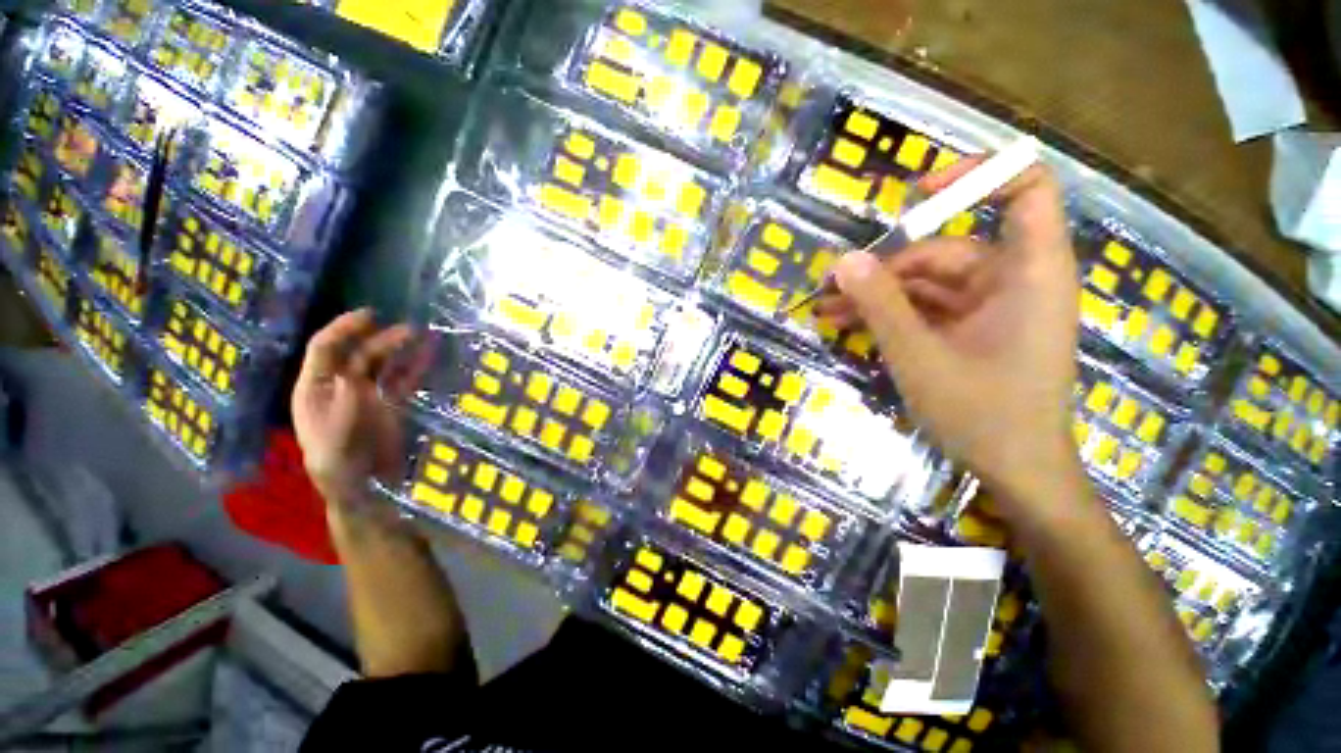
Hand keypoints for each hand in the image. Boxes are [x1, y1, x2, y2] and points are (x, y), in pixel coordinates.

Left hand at [292, 309, 421, 512]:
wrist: (365, 491)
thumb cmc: (339, 470)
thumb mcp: (333, 444)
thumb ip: (341, 410)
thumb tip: (351, 375)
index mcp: (315, 390)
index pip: (325, 350)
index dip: (343, 329)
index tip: (369, 315)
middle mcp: (340, 387)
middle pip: (359, 354)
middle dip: (380, 338)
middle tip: (409, 329)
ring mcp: (368, 395)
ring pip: (384, 364)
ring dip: (400, 349)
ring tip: (422, 335)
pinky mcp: (391, 404)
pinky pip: (403, 380)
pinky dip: (416, 366)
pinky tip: (429, 355)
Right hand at [820, 162, 1082, 515]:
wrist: (1014, 471)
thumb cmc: (982, 414)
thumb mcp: (919, 356)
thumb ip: (881, 305)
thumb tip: (843, 261)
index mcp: (1029, 273)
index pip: (1024, 190)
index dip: (975, 175)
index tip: (916, 192)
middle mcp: (1013, 280)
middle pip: (945, 249)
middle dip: (884, 266)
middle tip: (831, 286)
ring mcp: (990, 308)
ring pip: (926, 283)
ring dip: (875, 295)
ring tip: (825, 310)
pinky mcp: (971, 330)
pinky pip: (926, 309)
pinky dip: (889, 314)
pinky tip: (846, 324)